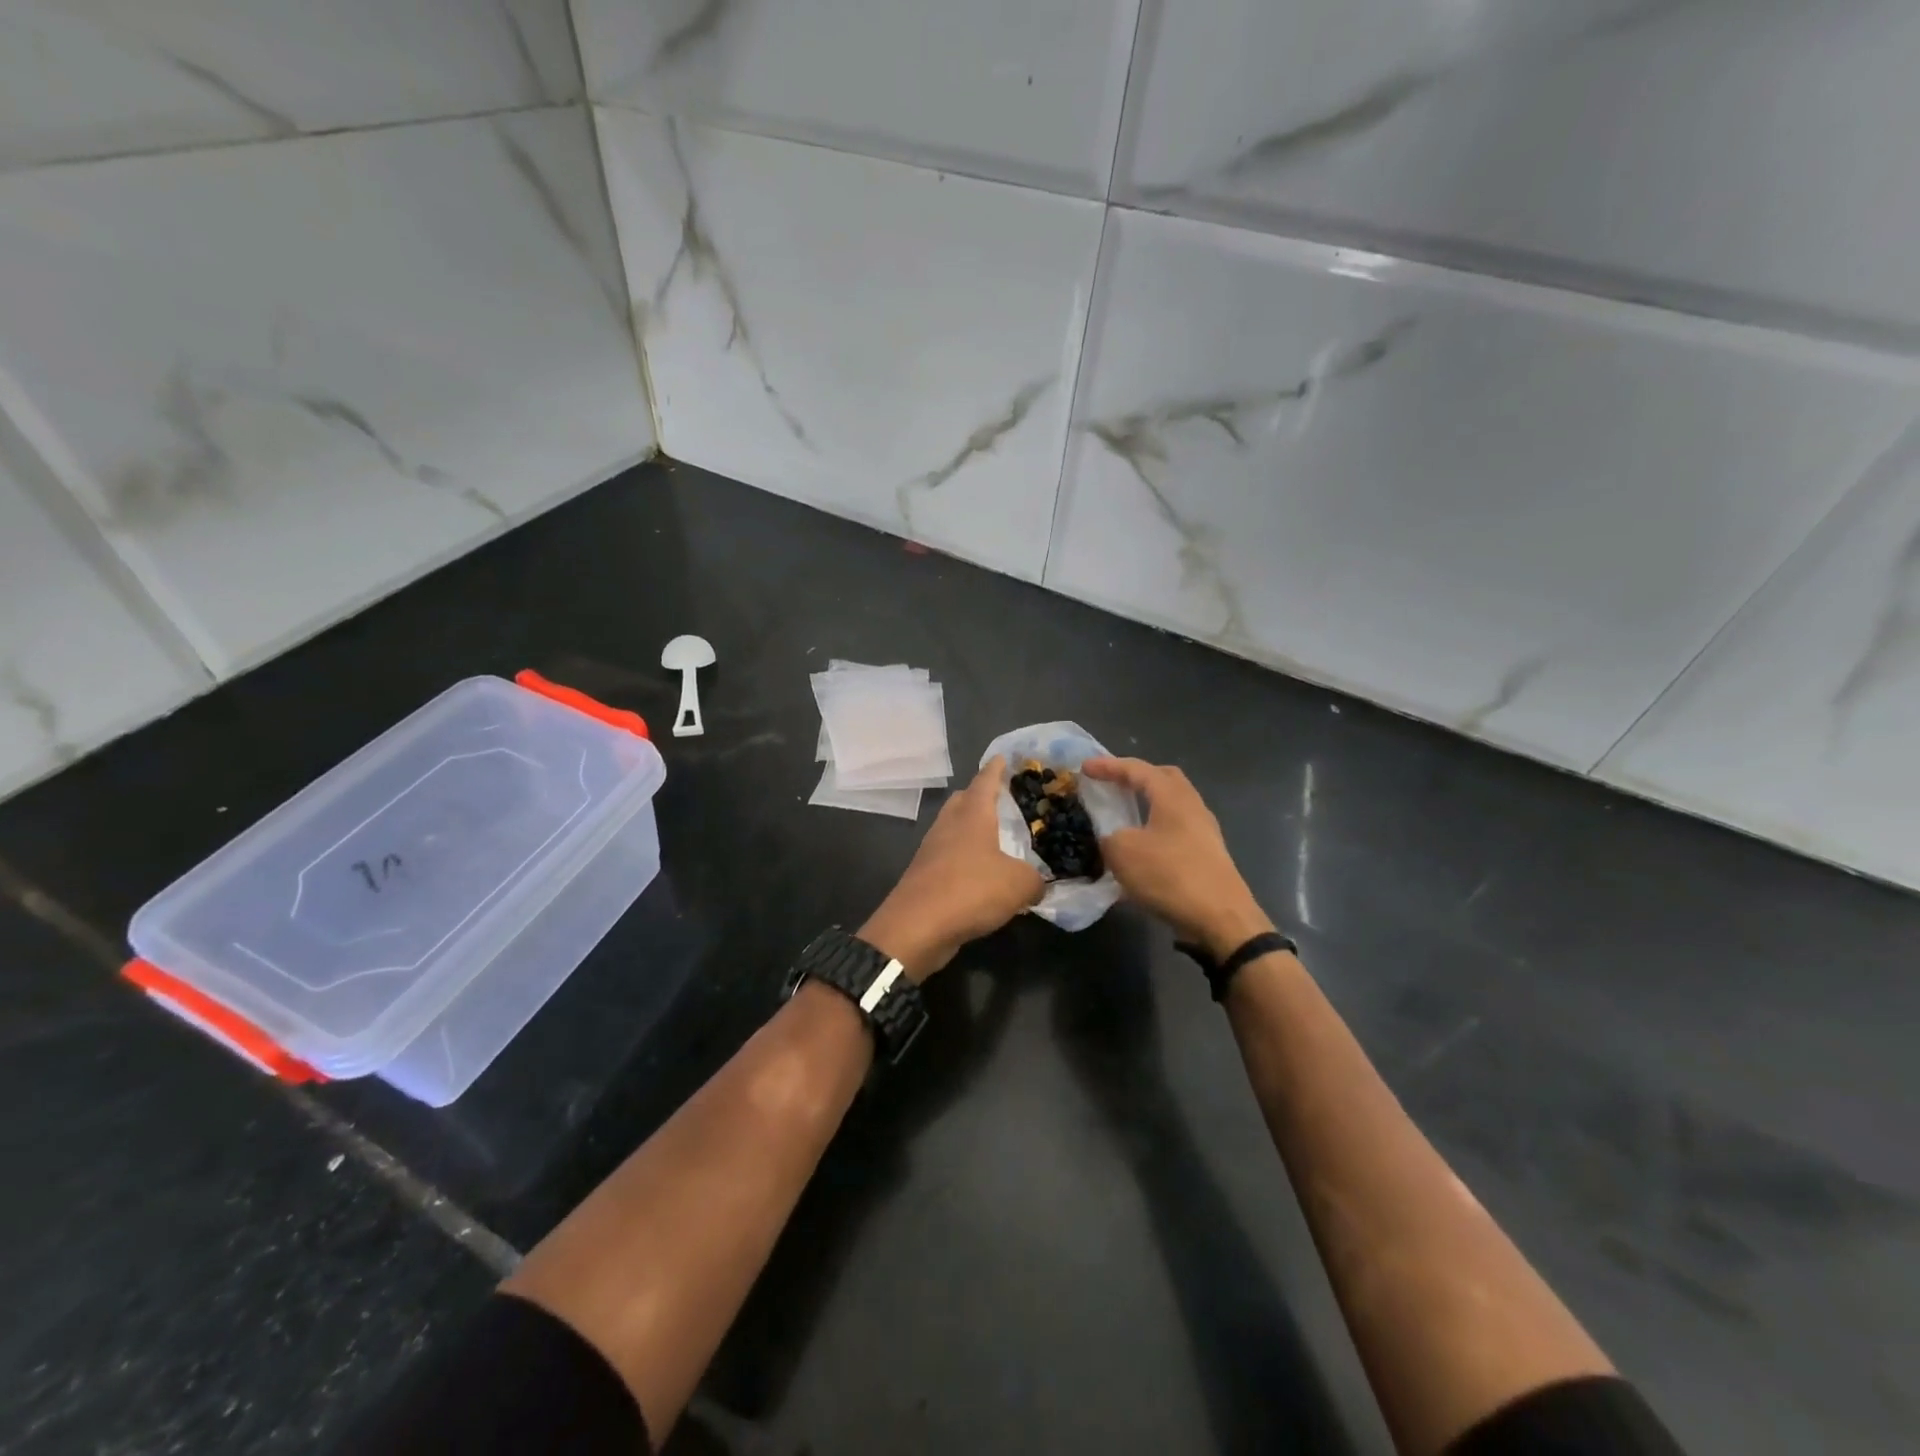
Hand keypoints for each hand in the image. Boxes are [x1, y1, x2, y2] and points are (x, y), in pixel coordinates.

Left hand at [859, 756, 1043, 981]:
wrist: (916, 928)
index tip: (1002, 757)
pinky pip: (948, 857)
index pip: (985, 781)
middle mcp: (948, 826)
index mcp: (972, 816)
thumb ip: (1035, 880)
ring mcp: (932, 851)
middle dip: (979, 796)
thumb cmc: (969, 891)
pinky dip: (964, 859)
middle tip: (1001, 799)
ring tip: (994, 839)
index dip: (995, 768)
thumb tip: (1037, 884)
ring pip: (953, 829)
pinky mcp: (924, 876)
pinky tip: (979, 874)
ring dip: (970, 829)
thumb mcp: (1018, 885)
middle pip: (962, 801)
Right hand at [1081, 757, 1273, 958]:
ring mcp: (1204, 831)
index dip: (1108, 766)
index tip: (1084, 768)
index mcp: (1172, 797)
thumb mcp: (1123, 853)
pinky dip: (1154, 831)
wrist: (1220, 919)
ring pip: (1171, 806)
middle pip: (1163, 779)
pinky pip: (1175, 830)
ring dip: (1146, 806)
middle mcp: (1192, 806)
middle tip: (1112, 784)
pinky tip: (1140, 850)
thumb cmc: (1170, 876)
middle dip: (1135, 777)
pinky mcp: (1207, 855)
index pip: (1137, 769)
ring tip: (1123, 816)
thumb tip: (1110, 837)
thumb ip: (1109, 836)